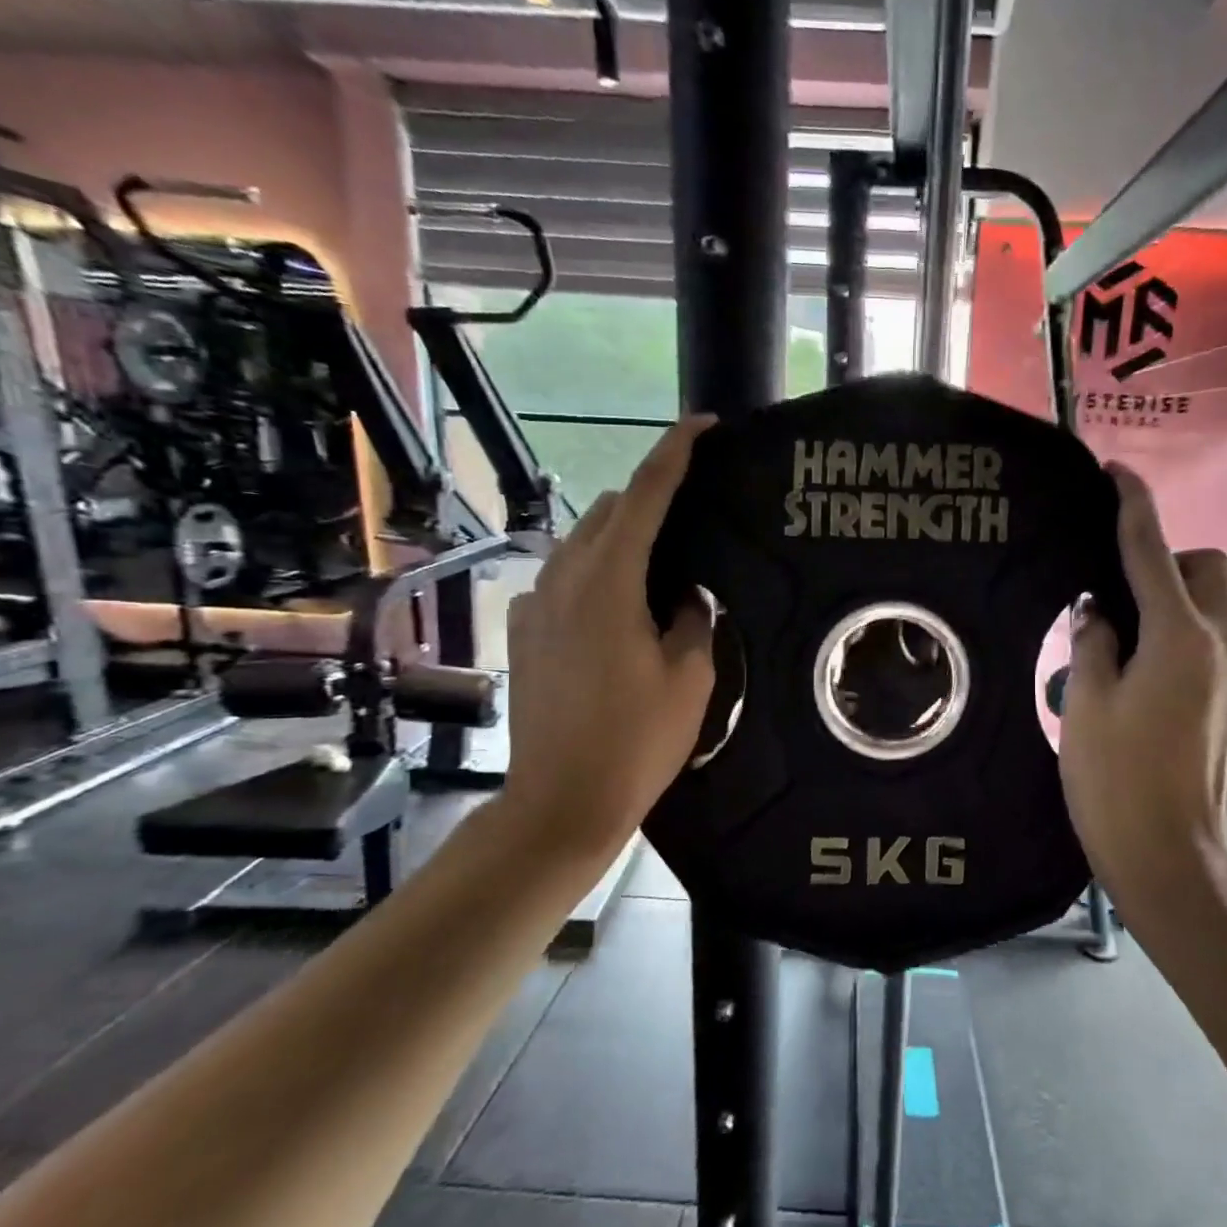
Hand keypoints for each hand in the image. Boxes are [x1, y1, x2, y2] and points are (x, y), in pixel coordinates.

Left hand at [498, 417, 717, 859]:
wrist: (561, 801)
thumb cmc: (637, 742)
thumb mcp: (690, 677)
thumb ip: (692, 618)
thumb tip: (684, 595)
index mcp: (609, 583)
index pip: (644, 496)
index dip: (675, 454)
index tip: (703, 425)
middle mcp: (563, 579)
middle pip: (609, 510)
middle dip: (650, 497)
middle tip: (694, 520)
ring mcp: (535, 604)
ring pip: (583, 542)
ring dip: (623, 537)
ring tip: (663, 570)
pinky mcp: (523, 630)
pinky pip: (566, 578)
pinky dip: (598, 573)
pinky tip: (621, 613)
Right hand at [1059, 466, 1226, 914]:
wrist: (1173, 855)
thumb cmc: (1116, 780)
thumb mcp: (1085, 704)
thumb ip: (1093, 642)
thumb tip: (1100, 611)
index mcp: (1178, 636)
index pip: (1151, 550)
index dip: (1132, 505)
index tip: (1116, 473)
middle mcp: (1222, 642)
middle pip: (1204, 567)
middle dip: (1165, 561)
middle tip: (1115, 595)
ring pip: (1214, 603)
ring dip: (1174, 600)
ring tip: (1125, 639)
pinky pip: (1214, 639)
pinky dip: (1183, 633)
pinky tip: (1145, 673)